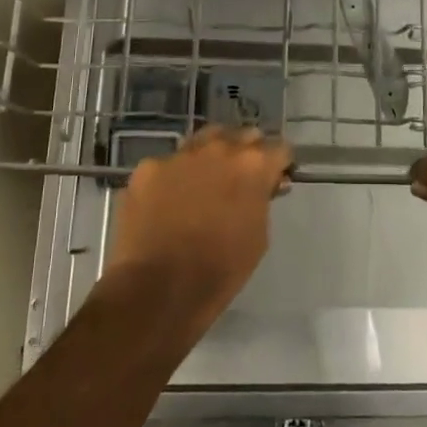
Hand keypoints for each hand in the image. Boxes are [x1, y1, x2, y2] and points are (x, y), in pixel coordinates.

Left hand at [103, 125, 292, 349]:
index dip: (279, 165)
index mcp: (253, 164)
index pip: (279, 148)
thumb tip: (263, 187)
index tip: (274, 181)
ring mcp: (179, 155)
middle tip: (241, 181)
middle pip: (242, 136)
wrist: (158, 289)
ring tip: (204, 184)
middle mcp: (218, 148)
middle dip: (247, 153)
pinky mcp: (147, 168)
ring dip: (211, 156)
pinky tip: (168, 202)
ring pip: (204, 141)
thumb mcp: (259, 236)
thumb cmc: (220, 270)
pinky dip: (175, 177)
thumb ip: (262, 200)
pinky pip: (169, 164)